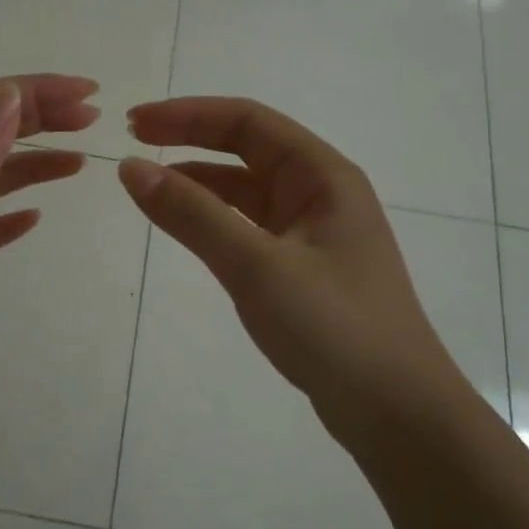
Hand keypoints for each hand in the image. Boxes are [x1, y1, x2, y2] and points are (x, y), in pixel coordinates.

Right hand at [117, 97, 471, 444]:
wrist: (396, 413)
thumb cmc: (333, 328)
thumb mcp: (256, 266)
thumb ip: (192, 215)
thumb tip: (132, 168)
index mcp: (322, 176)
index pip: (247, 122)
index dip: (187, 115)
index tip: (134, 124)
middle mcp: (319, 192)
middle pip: (246, 148)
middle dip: (189, 138)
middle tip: (133, 141)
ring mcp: (311, 231)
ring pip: (245, 189)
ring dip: (198, 179)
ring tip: (148, 181)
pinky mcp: (301, 266)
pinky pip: (248, 226)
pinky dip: (212, 218)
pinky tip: (184, 226)